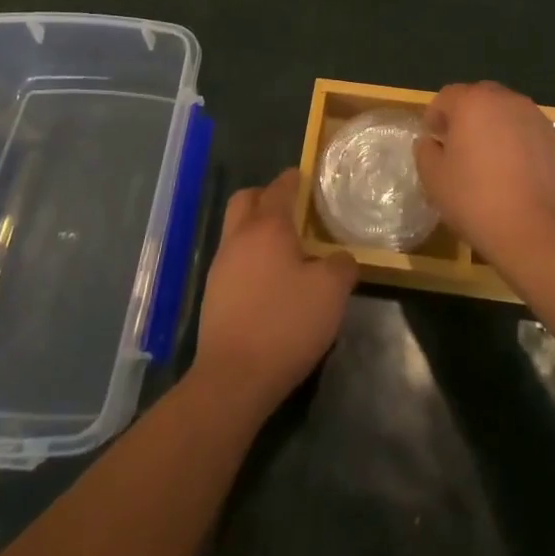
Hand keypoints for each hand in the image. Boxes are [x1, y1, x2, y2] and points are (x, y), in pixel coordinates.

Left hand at [194, 171, 356, 420]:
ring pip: (236, 230)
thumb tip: (341, 257)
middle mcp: (239, 237)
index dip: (294, 178)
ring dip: (257, 229)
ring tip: (285, 249)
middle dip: (266, 196)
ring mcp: (220, 266)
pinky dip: (250, 258)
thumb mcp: (331, 292)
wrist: (233, 379)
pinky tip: (269, 282)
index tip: (307, 177)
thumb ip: (342, 265)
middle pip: (246, 199)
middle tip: (292, 209)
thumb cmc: (286, 324)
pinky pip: (233, 259)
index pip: (280, 187)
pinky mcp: (213, 294)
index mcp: (267, 227)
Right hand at [414, 81, 554, 276]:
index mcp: (472, 102)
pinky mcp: (554, 138)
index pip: (446, 97)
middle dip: (464, 117)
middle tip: (457, 148)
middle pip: (478, 99)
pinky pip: (524, 129)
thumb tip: (431, 141)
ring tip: (486, 160)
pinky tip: (511, 170)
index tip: (433, 142)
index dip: (435, 117)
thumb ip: (425, 151)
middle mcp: (505, 99)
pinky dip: (514, 141)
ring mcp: (534, 117)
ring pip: (504, 113)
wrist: (535, 231)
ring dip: (491, 127)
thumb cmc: (475, 200)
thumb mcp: (433, 178)